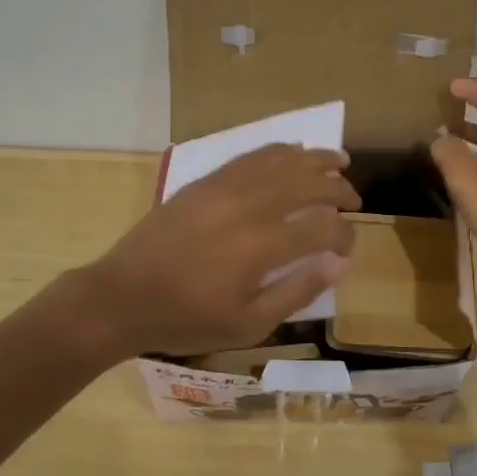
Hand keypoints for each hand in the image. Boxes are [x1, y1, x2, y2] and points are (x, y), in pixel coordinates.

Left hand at [82, 144, 359, 356]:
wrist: (123, 296)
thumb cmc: (188, 319)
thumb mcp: (248, 324)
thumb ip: (297, 291)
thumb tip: (338, 264)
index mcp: (263, 246)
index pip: (323, 227)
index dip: (345, 234)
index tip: (348, 246)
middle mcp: (250, 206)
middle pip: (309, 184)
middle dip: (339, 189)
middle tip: (353, 200)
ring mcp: (226, 187)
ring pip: (282, 160)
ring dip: (315, 159)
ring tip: (338, 161)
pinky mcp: (206, 181)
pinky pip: (250, 156)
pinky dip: (278, 151)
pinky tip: (292, 152)